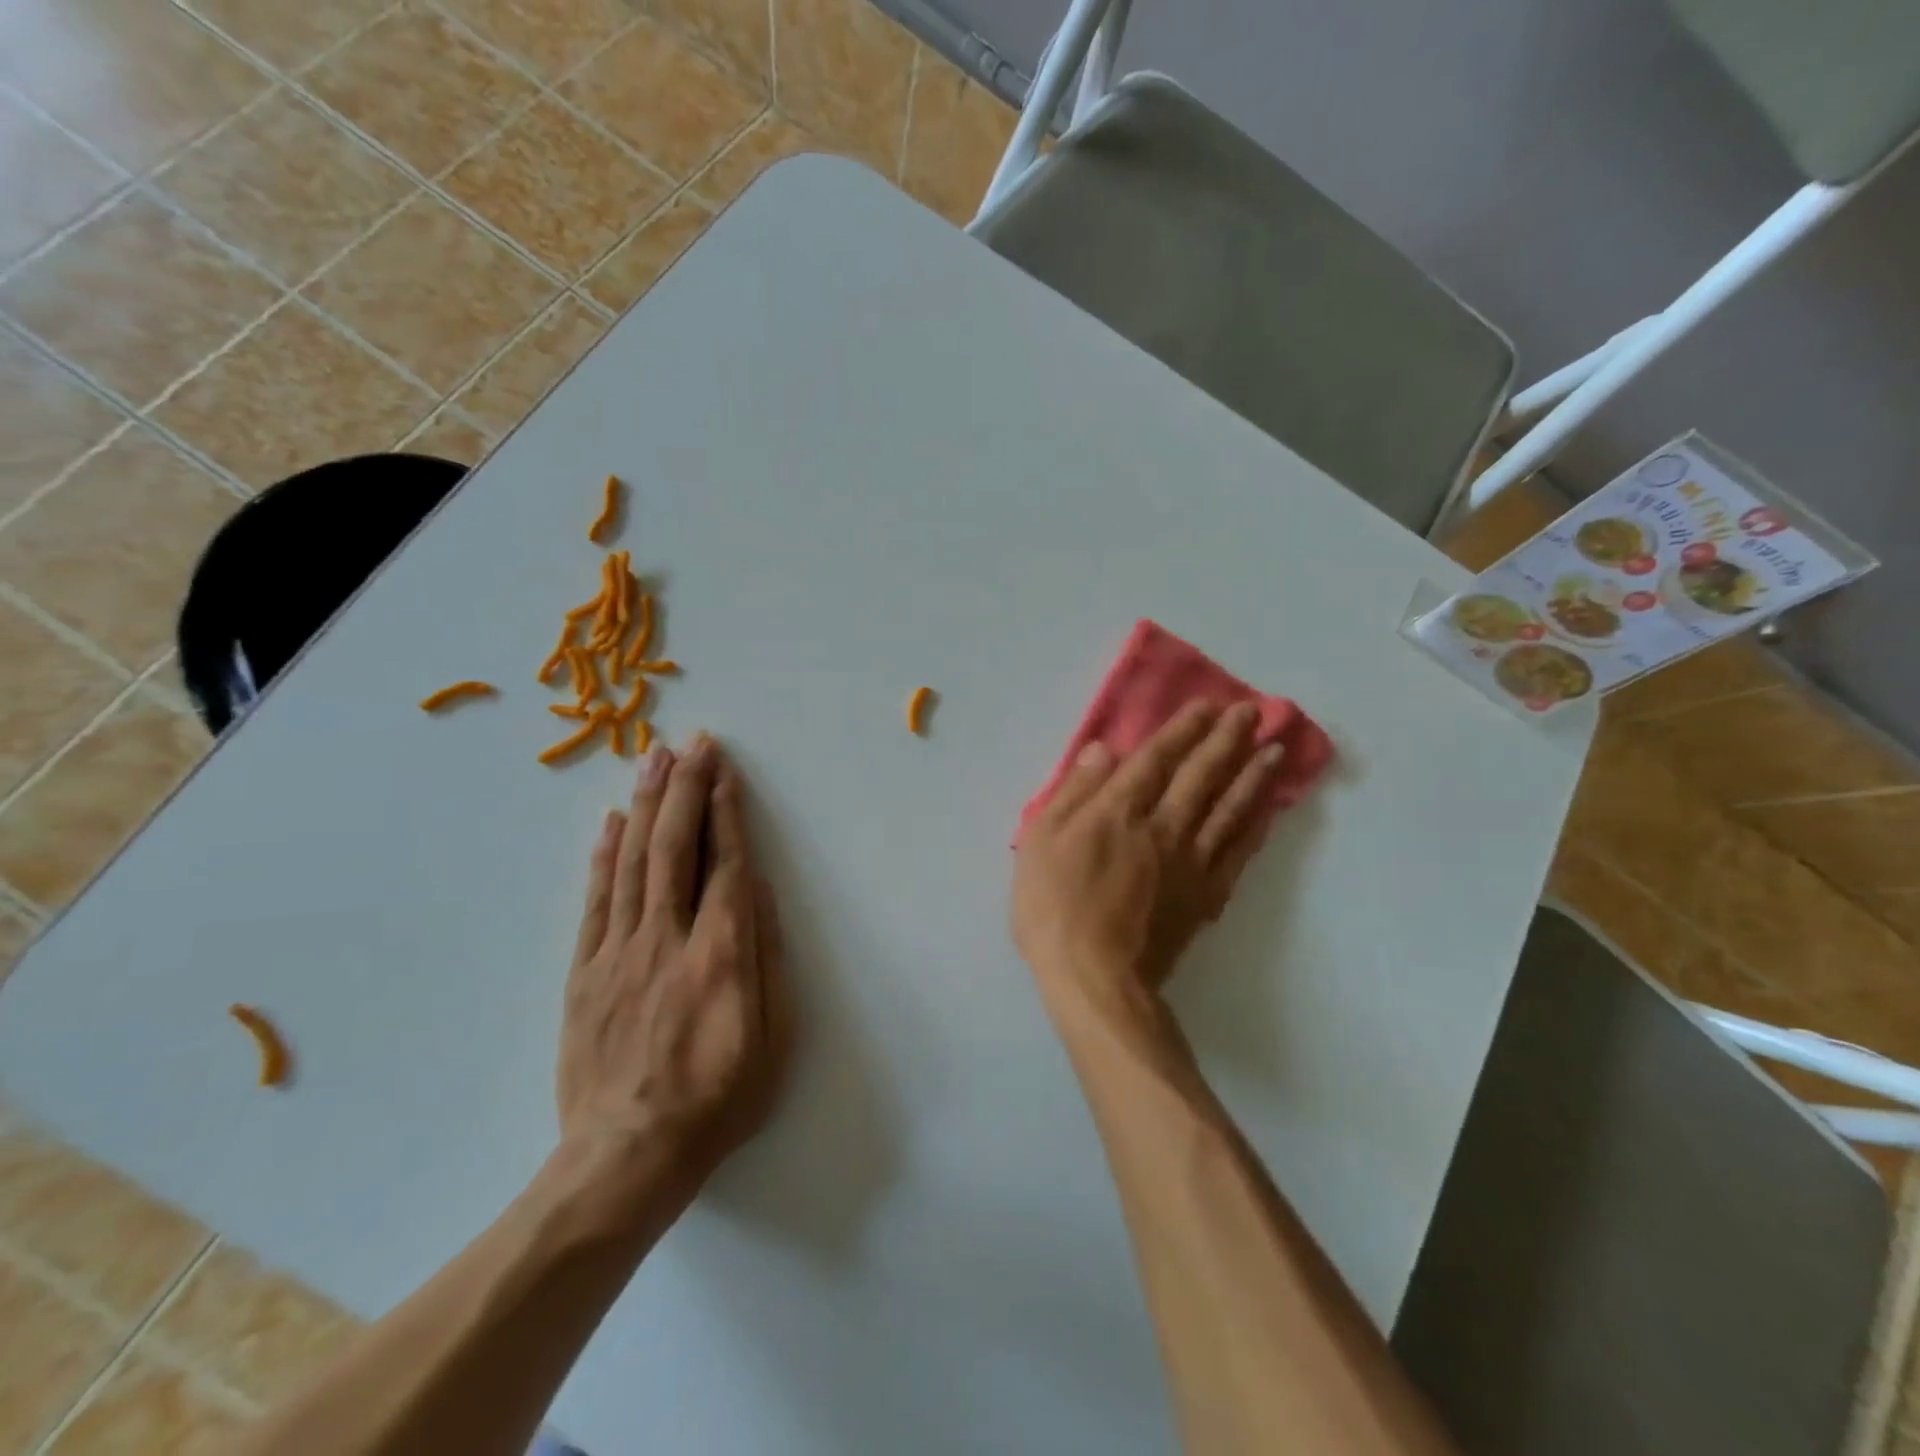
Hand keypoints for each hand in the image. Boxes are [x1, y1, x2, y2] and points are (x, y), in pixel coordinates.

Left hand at [557, 735, 791, 1217]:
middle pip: (675, 847)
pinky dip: (604, 855)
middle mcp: (668, 938)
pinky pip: (596, 900)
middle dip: (685, 788)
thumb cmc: (718, 1099)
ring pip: (633, 862)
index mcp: (721, 953)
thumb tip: (760, 892)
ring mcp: (619, 952)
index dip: (726, 812)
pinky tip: (612, 821)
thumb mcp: (774, 1038)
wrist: (627, 1158)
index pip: (726, 864)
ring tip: (654, 759)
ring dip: (646, 804)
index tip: (724, 770)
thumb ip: (767, 958)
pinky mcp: (585, 972)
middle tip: (691, 742)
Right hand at [1012, 701, 1285, 1006]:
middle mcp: (1162, 827)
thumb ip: (1073, 793)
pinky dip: (1255, 827)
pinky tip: (1268, 811)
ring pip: (1228, 808)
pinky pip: (1237, 853)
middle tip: (1251, 712)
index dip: (1181, 730)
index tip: (1206, 705)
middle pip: (1200, 775)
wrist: (1096, 978)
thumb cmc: (1054, 908)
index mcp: (1118, 811)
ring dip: (1252, 775)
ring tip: (1275, 748)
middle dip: (1225, 740)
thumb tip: (1102, 750)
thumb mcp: (1040, 843)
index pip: (1155, 759)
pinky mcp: (1205, 895)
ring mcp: (1190, 862)